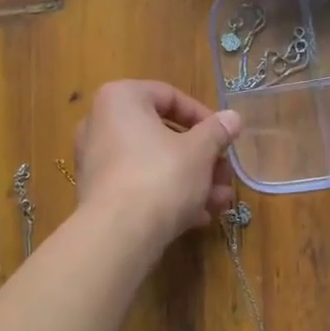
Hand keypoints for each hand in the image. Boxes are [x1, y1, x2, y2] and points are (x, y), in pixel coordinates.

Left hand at [74, 80, 241, 245]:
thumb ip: (217, 131)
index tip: (225, 138)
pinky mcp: (98, 194)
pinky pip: (139, 185)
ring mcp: (96, 161)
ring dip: (192, 180)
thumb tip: (233, 117)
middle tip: (226, 175)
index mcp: (121, 99)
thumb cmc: (161, 176)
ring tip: (220, 202)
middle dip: (202, 157)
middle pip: (163, 134)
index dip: (204, 117)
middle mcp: (101, 124)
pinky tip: (197, 216)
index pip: (170, 96)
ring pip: (154, 163)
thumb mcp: (200, 151)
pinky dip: (168, 195)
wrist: (118, 235)